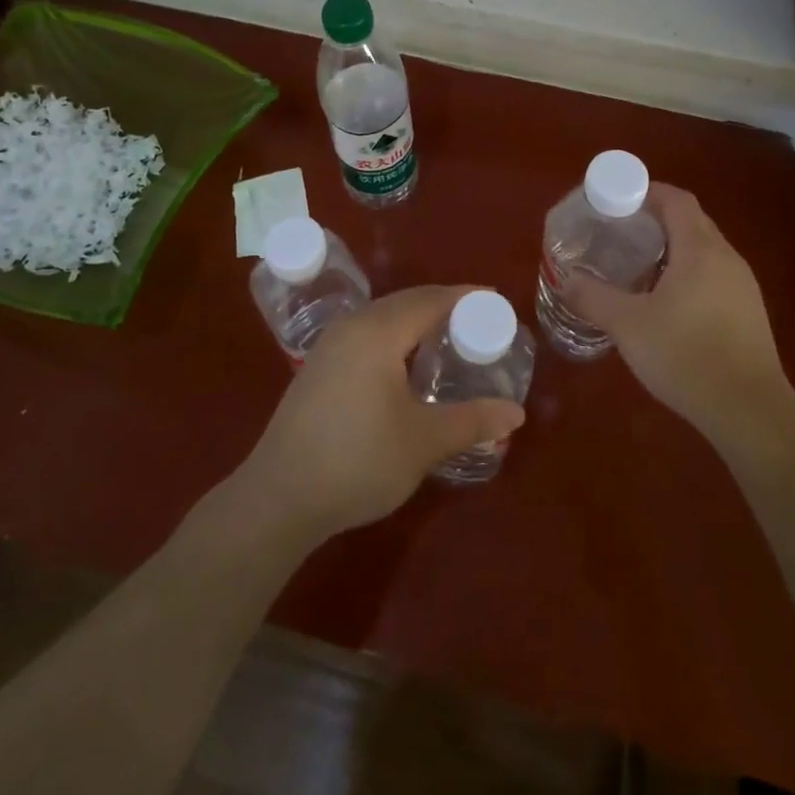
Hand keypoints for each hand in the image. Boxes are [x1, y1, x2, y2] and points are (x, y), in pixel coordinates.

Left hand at [233, 286, 525, 541]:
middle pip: (406, 302)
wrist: (278, 498)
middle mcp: (352, 326)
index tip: (496, 300)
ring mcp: (330, 345)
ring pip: (383, 317)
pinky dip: (395, 336)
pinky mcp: (318, 366)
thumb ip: (472, 421)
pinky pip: (367, 333)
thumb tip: (517, 413)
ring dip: (417, 321)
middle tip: (478, 323)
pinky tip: (405, 365)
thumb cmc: (357, 461)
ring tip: (447, 341)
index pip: (431, 299)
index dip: (465, 297)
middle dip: (443, 306)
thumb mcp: (423, 442)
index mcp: (378, 331)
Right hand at [564, 184, 794, 456]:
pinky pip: (715, 275)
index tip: (618, 200)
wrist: (749, 411)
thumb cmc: (686, 356)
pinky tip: (668, 302)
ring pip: (705, 250)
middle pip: (691, 221)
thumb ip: (593, 298)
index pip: (676, 200)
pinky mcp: (749, 312)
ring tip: (639, 265)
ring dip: (674, 248)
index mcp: (699, 249)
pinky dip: (689, 273)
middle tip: (621, 232)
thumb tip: (564, 279)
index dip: (648, 192)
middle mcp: (727, 258)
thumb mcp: (628, 325)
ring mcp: (743, 286)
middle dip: (657, 219)